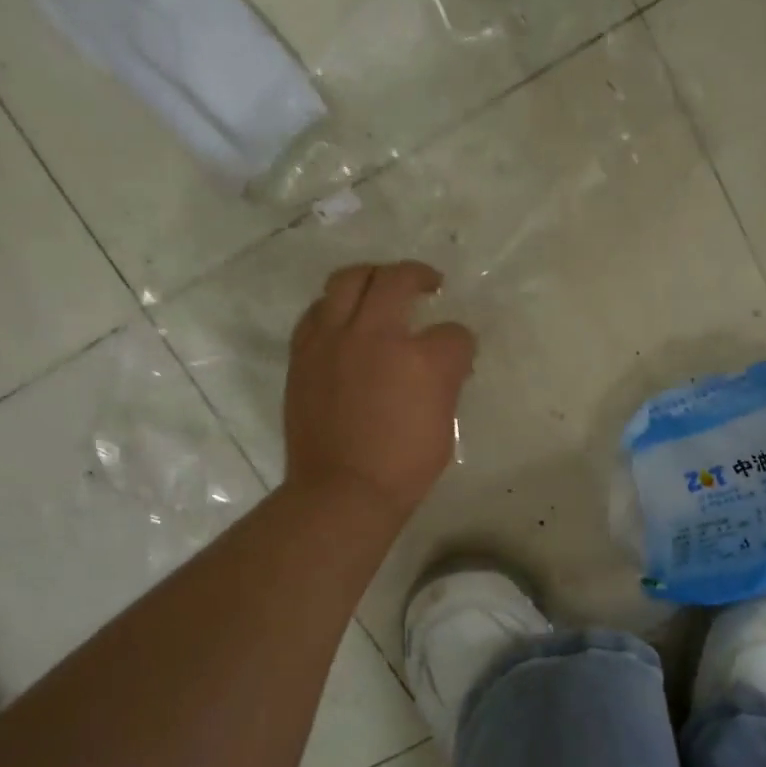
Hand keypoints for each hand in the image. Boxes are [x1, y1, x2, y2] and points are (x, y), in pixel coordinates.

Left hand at [284, 261, 475, 521]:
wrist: (342, 490)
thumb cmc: (404, 467)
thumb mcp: (444, 424)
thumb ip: (445, 383)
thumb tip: (444, 363)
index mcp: (422, 360)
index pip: (453, 334)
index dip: (461, 344)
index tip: (459, 355)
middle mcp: (376, 336)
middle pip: (397, 280)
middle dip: (419, 276)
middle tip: (428, 283)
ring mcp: (334, 339)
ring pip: (348, 280)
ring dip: (371, 277)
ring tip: (381, 286)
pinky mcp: (304, 352)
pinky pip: (317, 311)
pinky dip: (336, 307)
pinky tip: (345, 320)